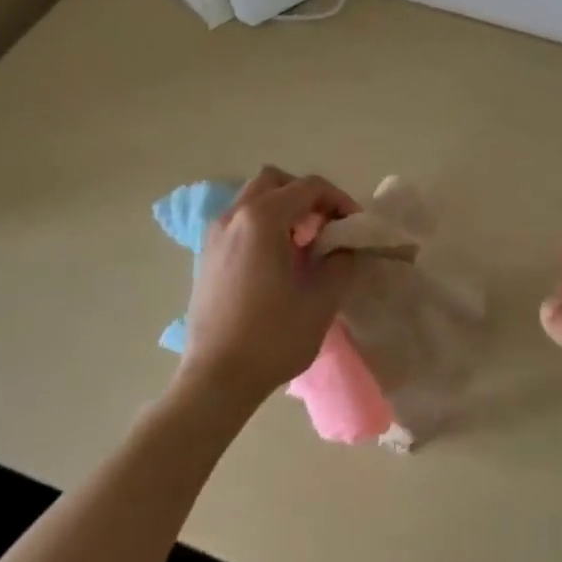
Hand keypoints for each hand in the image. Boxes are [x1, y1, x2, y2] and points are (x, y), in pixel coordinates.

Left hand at [180, 167, 361, 403]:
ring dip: (283, 209)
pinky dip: (263, 225)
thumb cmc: (273, 337)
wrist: (217, 379)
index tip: (356, 225)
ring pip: (254, 199)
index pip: (309, 187)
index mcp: (262, 219)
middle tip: (328, 226)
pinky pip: (239, 222)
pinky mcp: (206, 257)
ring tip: (305, 244)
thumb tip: (345, 246)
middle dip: (307, 196)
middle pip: (275, 182)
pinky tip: (278, 261)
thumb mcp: (323, 298)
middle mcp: (233, 217)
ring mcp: (214, 236)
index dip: (340, 200)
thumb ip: (341, 261)